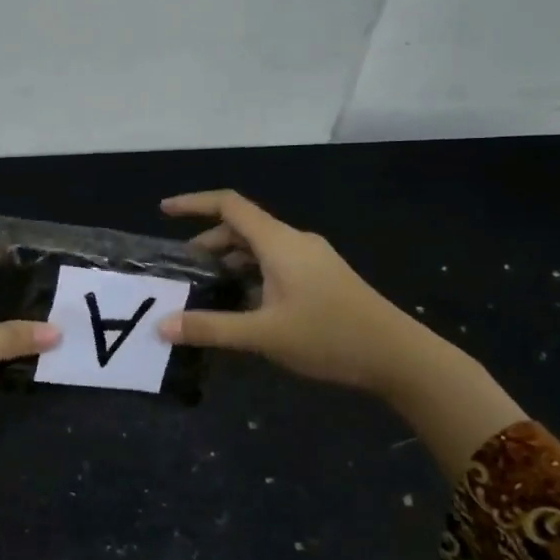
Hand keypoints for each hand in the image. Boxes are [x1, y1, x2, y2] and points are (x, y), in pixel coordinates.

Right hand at [155, 190, 435, 398]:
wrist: (399, 356)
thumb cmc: (329, 336)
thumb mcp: (263, 334)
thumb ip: (211, 328)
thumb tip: (161, 326)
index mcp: (279, 243)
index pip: (229, 206)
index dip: (194, 203)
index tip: (164, 211)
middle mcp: (294, 242)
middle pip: (242, 229)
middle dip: (208, 244)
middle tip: (182, 271)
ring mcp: (312, 260)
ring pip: (259, 249)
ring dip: (230, 262)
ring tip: (206, 290)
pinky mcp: (321, 278)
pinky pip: (275, 264)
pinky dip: (250, 275)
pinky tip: (242, 305)